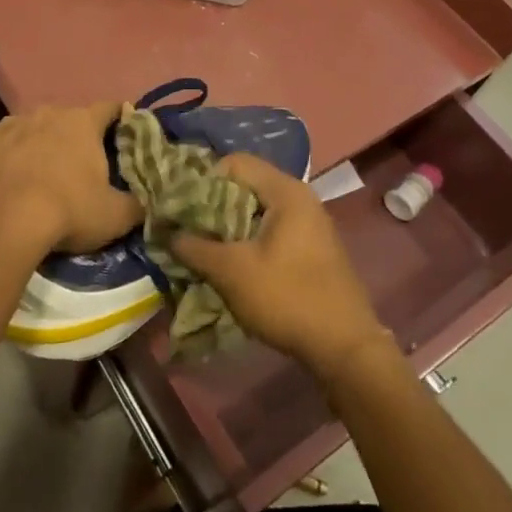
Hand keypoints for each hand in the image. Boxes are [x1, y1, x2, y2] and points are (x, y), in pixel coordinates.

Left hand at [0, 103, 142, 255]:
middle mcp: (47, 113)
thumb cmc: (68, 211)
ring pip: (32, 129)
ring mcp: (11, 124)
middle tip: (80, 166)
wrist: (2, 222)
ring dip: (39, 145)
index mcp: (83, 122)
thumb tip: (148, 202)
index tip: (125, 135)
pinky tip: (6, 181)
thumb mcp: (115, 216)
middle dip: (76, 137)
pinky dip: (7, 158)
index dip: (121, 119)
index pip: (111, 107)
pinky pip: (1, 145)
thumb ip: (137, 205)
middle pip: (69, 119)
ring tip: (39, 175)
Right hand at [168, 154, 388, 379]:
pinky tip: (232, 263)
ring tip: (204, 248)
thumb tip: (165, 231)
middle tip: (187, 228)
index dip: (203, 180)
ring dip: (228, 226)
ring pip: (257, 210)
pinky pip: (271, 229)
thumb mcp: (231, 272)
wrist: (345, 348)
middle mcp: (301, 197)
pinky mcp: (312, 247)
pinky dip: (248, 239)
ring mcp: (310, 223)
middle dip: (212, 205)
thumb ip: (194, 247)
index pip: (234, 163)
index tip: (180, 207)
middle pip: (246, 185)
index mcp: (286, 191)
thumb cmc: (287, 298)